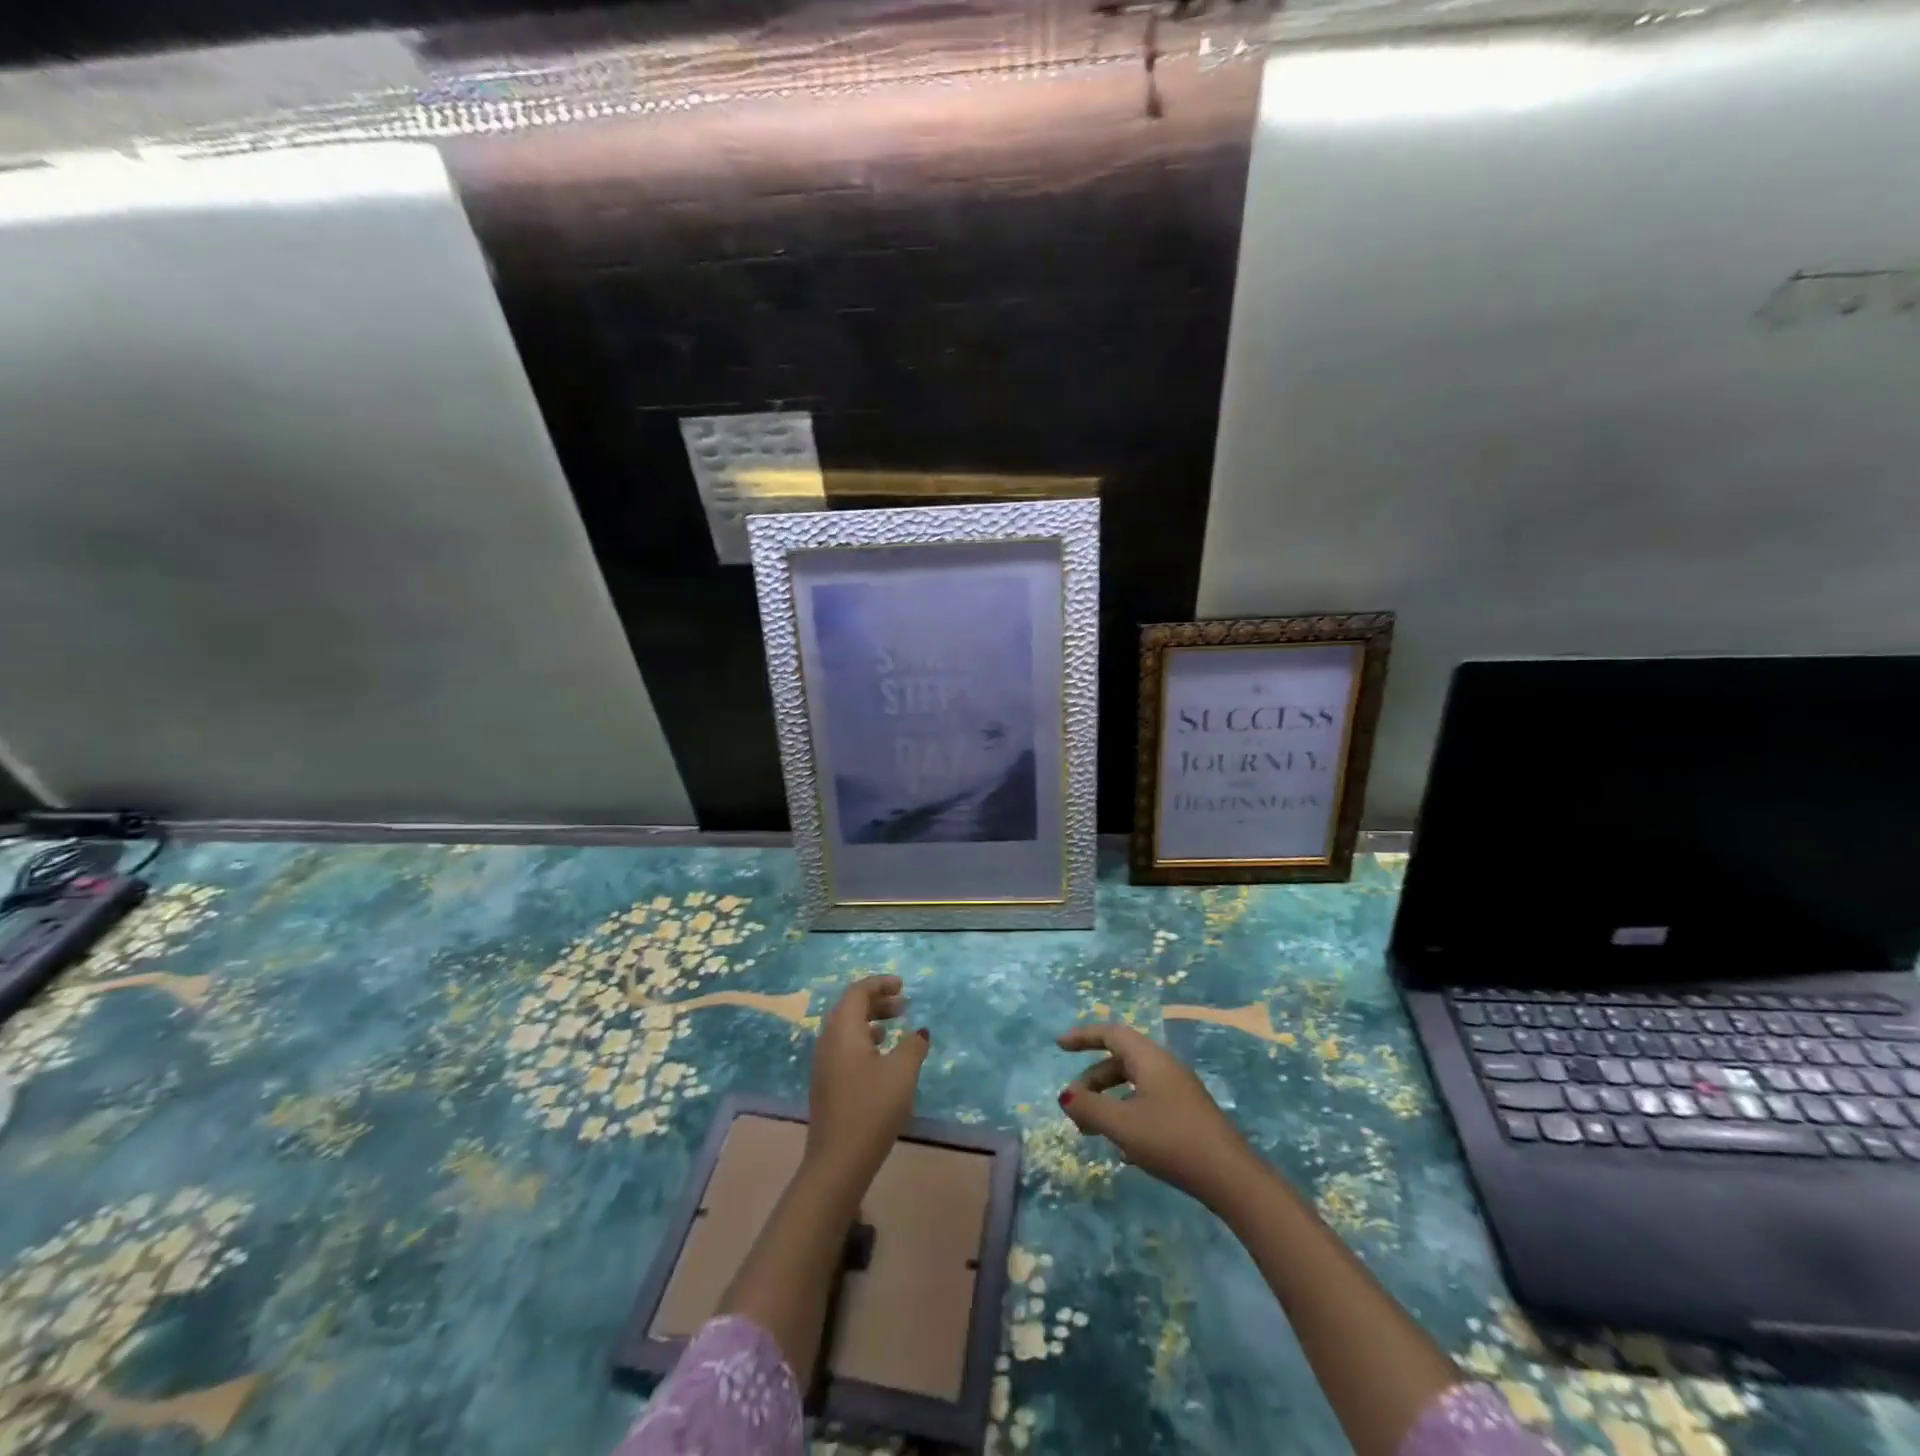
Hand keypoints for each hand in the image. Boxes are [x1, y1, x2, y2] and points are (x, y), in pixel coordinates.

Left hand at [806, 975, 929, 1185]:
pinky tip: (881, 1056)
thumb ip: (913, 1045)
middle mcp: (828, 1040)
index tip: (903, 985)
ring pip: (846, 1028)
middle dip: (877, 1001)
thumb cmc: (872, 1109)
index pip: (857, 992)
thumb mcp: (902, 1072)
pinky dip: (864, 1040)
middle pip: (850, 1007)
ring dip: (871, 1021)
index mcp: (843, 1030)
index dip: (880, 984)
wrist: (838, 1162)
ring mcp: (824, 1063)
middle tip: (904, 1005)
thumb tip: (920, 1032)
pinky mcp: (826, 1083)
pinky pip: (844, 1047)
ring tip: (895, 1027)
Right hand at [1056, 1022, 1254, 1204]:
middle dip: (1092, 1080)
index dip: (1083, 1036)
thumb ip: (1090, 1108)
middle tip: (1073, 1105)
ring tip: (1091, 1130)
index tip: (1059, 1046)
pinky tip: (1123, 1149)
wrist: (1231, 1178)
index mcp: (1149, 1058)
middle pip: (1120, 1061)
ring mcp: (1179, 1091)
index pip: (1111, 1033)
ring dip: (1108, 1101)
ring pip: (1133, 1085)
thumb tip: (1066, 1096)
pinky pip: (1147, 1103)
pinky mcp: (1187, 1115)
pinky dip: (1127, 1115)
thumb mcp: (1122, 1124)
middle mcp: (1164, 1067)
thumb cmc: (1172, 1140)